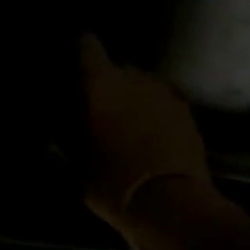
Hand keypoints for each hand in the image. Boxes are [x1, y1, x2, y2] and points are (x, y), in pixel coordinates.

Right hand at [77, 34, 211, 239]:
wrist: (171, 205)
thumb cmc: (112, 182)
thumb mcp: (75, 160)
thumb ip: (68, 130)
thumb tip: (63, 117)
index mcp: (100, 82)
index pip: (86, 44)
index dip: (79, 52)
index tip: (73, 68)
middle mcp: (134, 76)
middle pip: (117, 66)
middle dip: (107, 83)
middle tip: (98, 108)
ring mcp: (165, 92)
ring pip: (142, 85)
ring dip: (133, 98)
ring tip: (125, 124)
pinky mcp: (187, 111)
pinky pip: (162, 103)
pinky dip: (154, 113)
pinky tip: (149, 136)